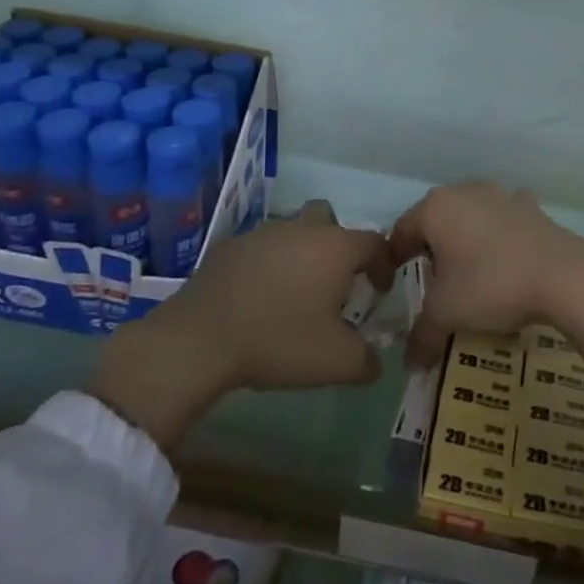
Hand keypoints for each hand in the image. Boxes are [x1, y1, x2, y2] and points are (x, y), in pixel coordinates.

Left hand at [89, 201, 395, 448]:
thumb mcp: (336, 362)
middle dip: (337, 244)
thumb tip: (374, 362)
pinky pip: (259, 249)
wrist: (199, 339)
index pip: (374, 243)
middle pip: (330, 220)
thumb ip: (366, 361)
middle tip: (333, 281)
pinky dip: (266, 265)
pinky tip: (257, 297)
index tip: (379, 291)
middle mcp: (302, 229)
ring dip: (300, 254)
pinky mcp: (229, 246)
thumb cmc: (279, 341)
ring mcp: (262, 233)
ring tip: (293, 293)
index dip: (383, 265)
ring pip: (292, 231)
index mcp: (335, 248)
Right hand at [390, 182, 583, 382]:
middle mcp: (465, 191)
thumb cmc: (490, 285)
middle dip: (432, 251)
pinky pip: (504, 222)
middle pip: (436, 222)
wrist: (564, 275)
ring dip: (467, 242)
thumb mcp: (446, 314)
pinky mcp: (531, 207)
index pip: (401, 232)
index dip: (395, 261)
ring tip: (472, 277)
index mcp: (435, 208)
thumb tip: (410, 362)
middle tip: (435, 287)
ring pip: (471, 219)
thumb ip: (422, 335)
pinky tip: (508, 263)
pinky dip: (500, 239)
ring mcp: (501, 195)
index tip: (396, 288)